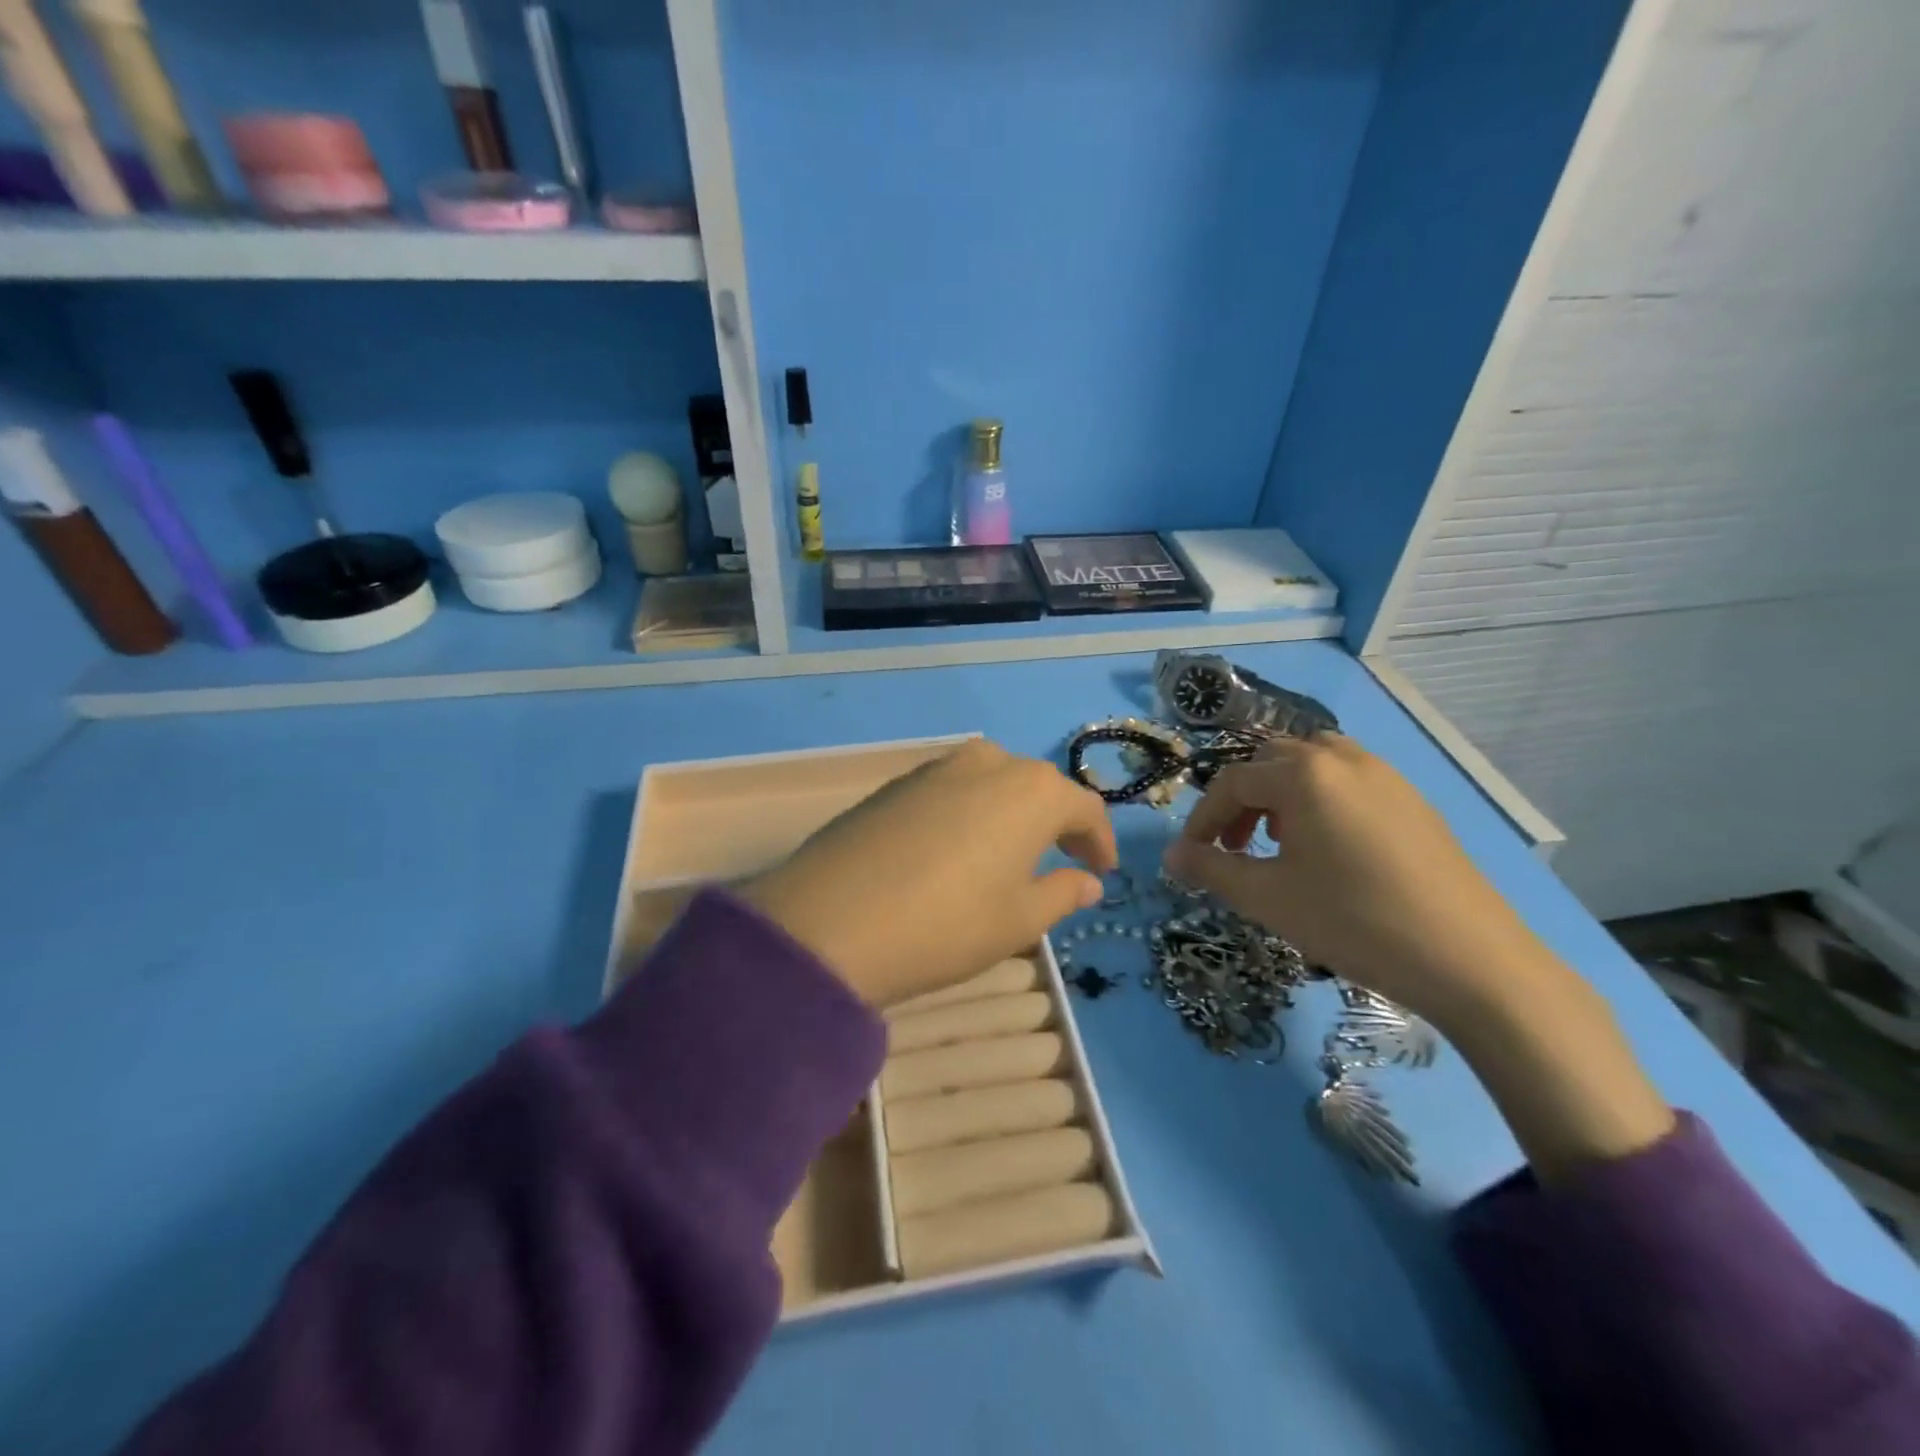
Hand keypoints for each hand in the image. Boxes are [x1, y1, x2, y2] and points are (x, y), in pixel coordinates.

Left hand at [740, 739, 1116, 1006]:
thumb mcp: (1018, 920)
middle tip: (1060, 862)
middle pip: (1036, 788)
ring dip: (1008, 815)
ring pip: (990, 785)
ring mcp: (935, 768)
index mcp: (1031, 790)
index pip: (1084, 807)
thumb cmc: (947, 924)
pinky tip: (954, 850)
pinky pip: (949, 792)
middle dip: (1054, 823)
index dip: (1099, 841)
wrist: (830, 922)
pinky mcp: (894, 784)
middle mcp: (987, 763)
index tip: (1102, 872)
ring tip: (1007, 855)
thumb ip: (1062, 893)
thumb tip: (1088, 882)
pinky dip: (967, 815)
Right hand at [1162, 733, 1549, 1028]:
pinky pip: (1349, 783)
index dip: (1202, 819)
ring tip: (1279, 843)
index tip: (1192, 857)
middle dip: (1241, 803)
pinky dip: (1321, 802)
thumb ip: (1211, 869)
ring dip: (1281, 796)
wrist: (1470, 959)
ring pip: (1313, 767)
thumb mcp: (1267, 897)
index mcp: (1303, 774)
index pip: (1232, 783)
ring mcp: (1385, 776)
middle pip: (1271, 764)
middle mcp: (1343, 758)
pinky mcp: (1414, 801)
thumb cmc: (1353, 921)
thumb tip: (1170, 855)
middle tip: (1234, 848)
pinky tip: (1329, 851)